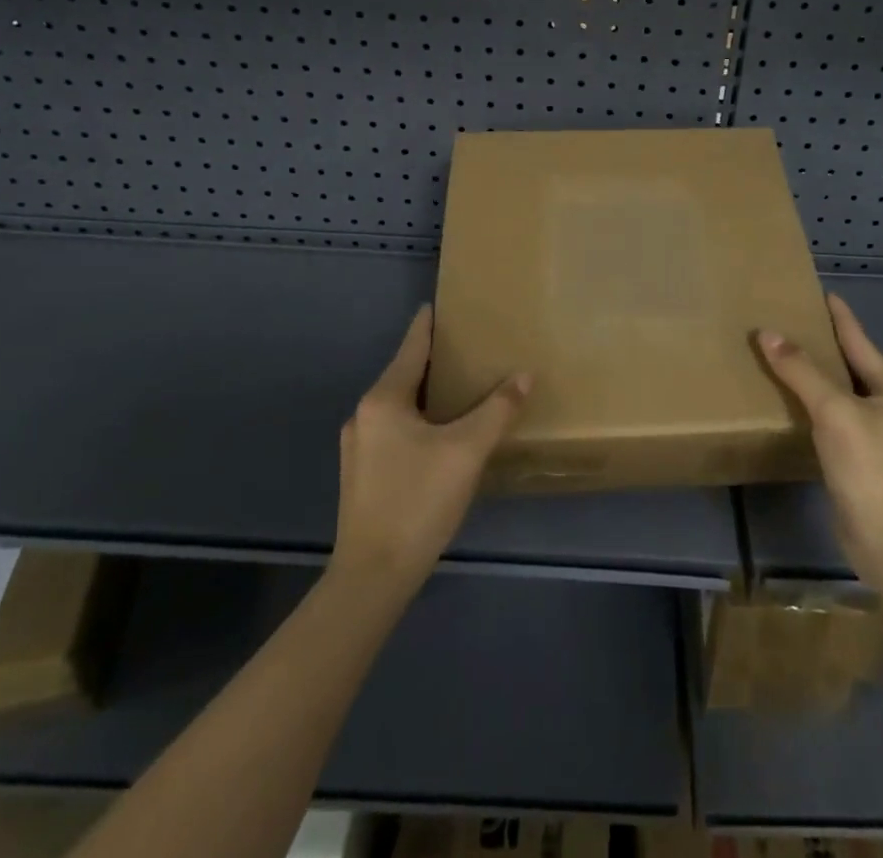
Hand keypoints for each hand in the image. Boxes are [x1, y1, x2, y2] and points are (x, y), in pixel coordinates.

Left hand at [332, 305, 530, 592]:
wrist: (372, 577)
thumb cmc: (418, 501)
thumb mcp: (467, 451)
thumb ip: (497, 409)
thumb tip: (524, 375)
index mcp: (384, 399)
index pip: (412, 347)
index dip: (428, 323)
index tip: (440, 303)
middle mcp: (364, 415)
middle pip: (405, 374)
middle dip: (435, 361)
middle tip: (469, 349)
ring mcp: (358, 447)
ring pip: (399, 405)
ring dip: (427, 393)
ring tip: (461, 390)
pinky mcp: (361, 475)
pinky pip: (394, 430)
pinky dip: (418, 420)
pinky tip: (440, 436)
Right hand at [755, 293, 882, 591]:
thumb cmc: (869, 468)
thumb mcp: (834, 411)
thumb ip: (801, 371)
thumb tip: (768, 333)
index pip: (859, 340)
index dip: (840, 316)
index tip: (821, 292)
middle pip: (850, 365)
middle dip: (823, 344)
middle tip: (790, 322)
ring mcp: (876, 437)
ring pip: (839, 394)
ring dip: (814, 377)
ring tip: (783, 357)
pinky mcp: (859, 461)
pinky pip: (831, 420)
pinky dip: (811, 407)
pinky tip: (789, 404)